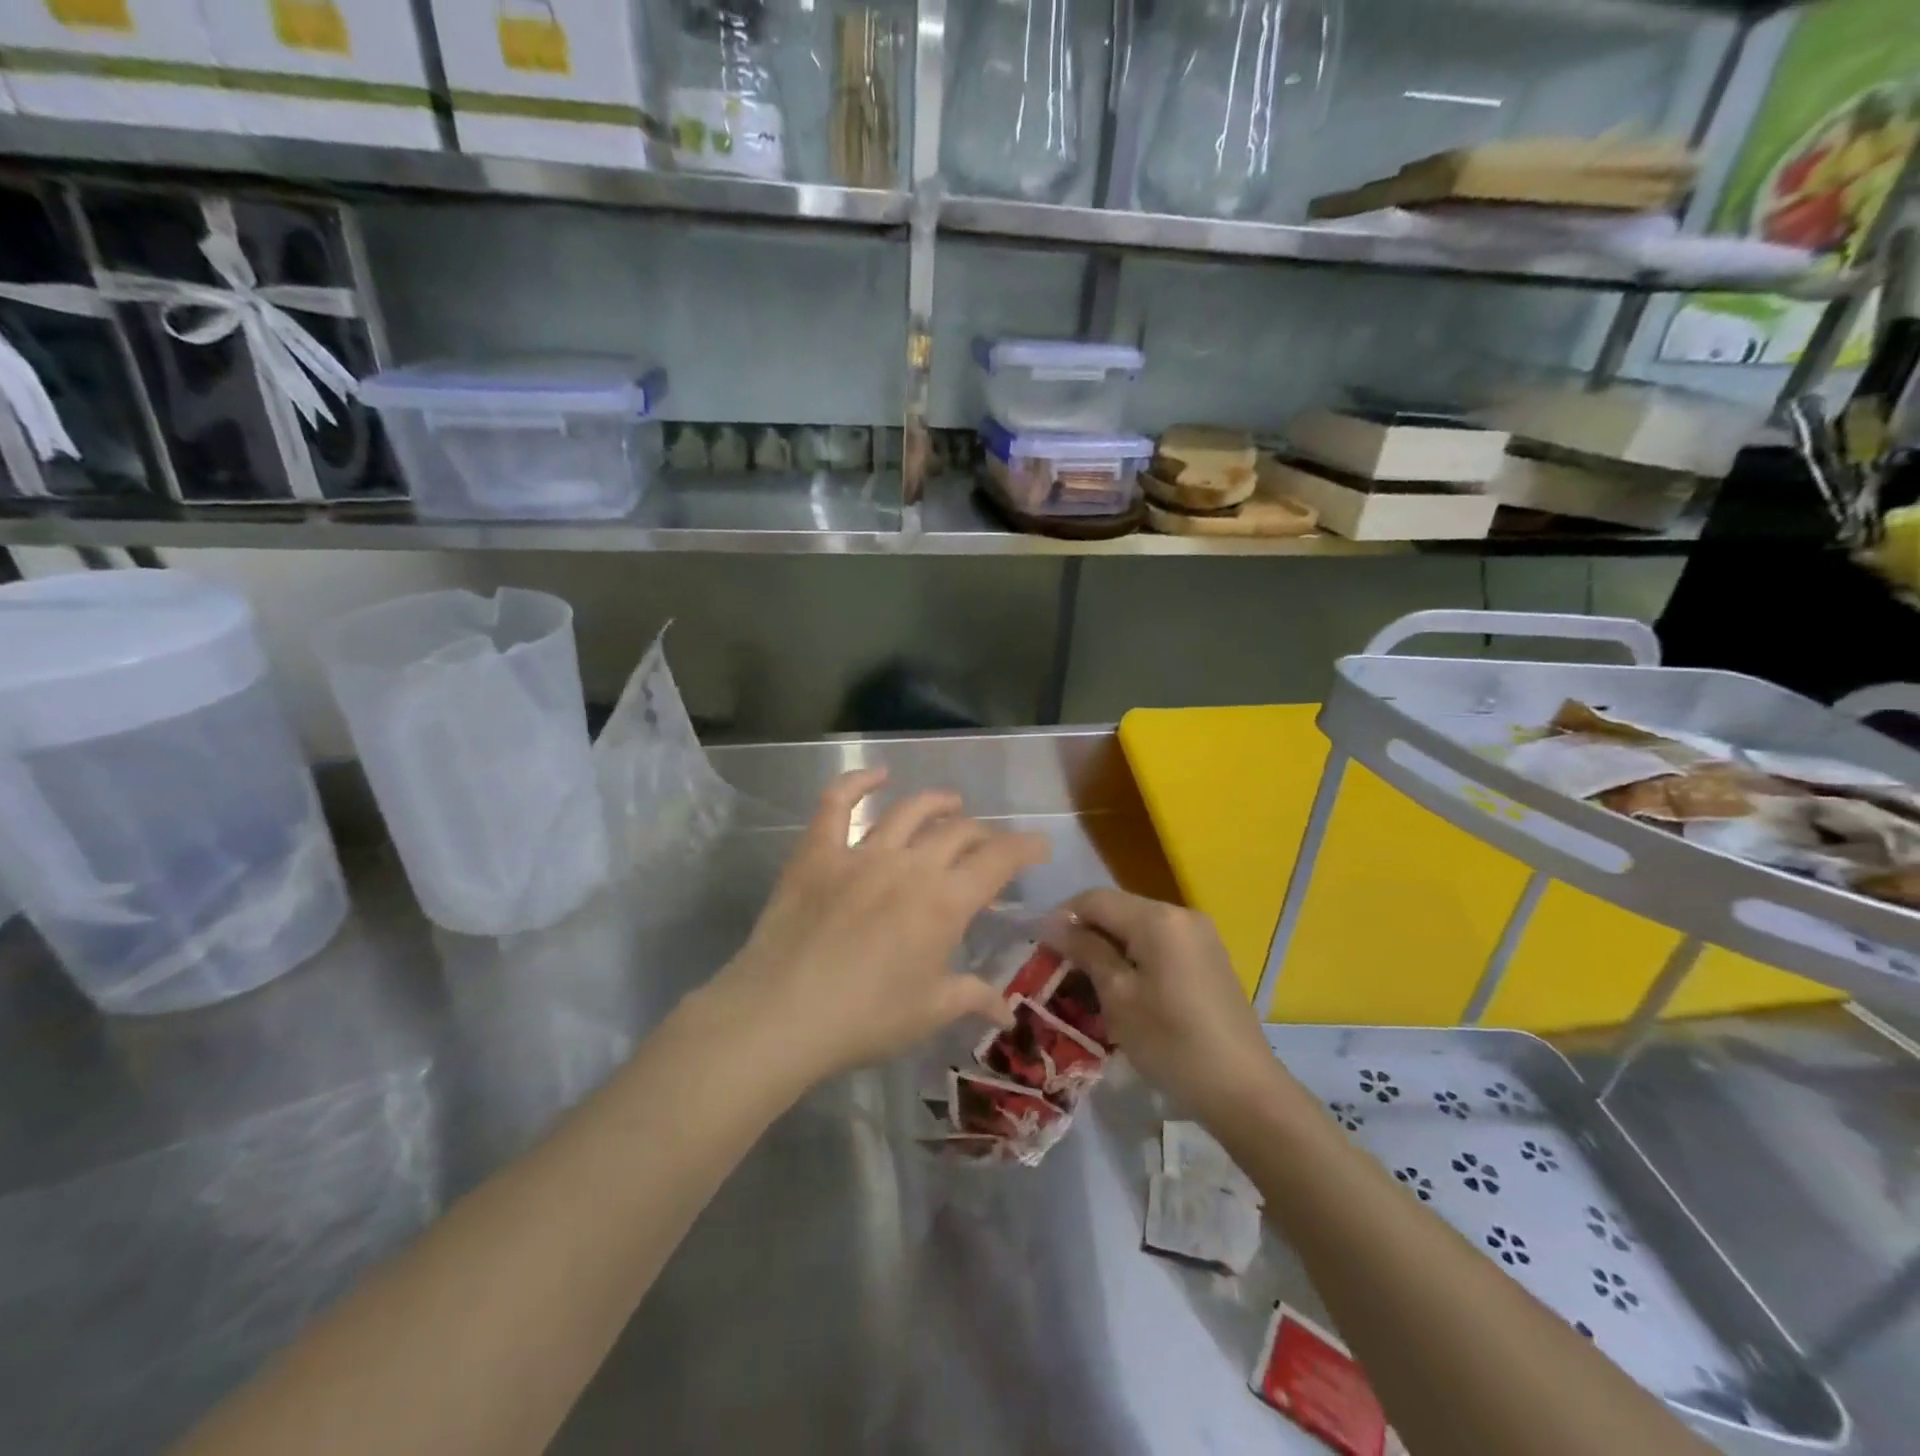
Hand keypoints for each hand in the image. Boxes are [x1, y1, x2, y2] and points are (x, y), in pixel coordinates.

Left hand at [711, 768, 1049, 1082]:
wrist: (782, 1014)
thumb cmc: (865, 1019)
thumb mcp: (929, 1012)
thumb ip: (973, 998)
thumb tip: (1007, 1012)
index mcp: (944, 902)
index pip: (999, 860)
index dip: (1025, 848)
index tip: (1039, 845)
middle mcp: (910, 865)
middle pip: (958, 832)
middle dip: (983, 834)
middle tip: (989, 845)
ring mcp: (861, 853)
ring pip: (908, 811)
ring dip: (936, 803)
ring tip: (951, 803)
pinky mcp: (818, 852)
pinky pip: (837, 804)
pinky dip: (857, 782)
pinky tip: (876, 775)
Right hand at [1048, 889, 1278, 1121]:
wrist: (1244, 1090)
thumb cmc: (1172, 1043)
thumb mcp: (1118, 997)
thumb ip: (1087, 952)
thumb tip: (1054, 925)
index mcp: (1157, 918)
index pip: (1095, 899)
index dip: (1063, 917)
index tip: (1040, 946)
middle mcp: (1181, 914)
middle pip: (1119, 908)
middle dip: (1087, 932)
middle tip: (1061, 967)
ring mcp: (1201, 935)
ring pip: (1139, 926)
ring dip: (1110, 945)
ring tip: (1089, 980)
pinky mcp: (1210, 957)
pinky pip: (1161, 942)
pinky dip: (1136, 955)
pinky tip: (1127, 987)